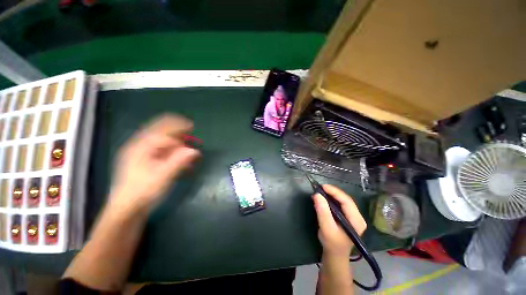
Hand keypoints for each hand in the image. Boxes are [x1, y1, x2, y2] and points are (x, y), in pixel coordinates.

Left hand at [110, 114, 199, 214]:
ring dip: (173, 137)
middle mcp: (139, 147)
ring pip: (158, 138)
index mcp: (140, 148)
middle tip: (189, 128)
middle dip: (175, 128)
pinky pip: (158, 148)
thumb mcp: (162, 177)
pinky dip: (170, 147)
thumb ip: (179, 162)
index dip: (178, 130)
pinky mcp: (143, 161)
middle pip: (158, 130)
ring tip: (185, 139)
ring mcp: (140, 154)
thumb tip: (195, 151)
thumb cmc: (143, 193)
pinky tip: (177, 152)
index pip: (162, 133)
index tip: (192, 128)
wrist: (126, 210)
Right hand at [313, 185, 366, 257]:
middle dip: (332, 192)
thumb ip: (323, 211)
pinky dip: (330, 199)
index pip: (347, 201)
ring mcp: (352, 216)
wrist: (334, 255)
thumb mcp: (326, 228)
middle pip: (345, 199)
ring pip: (342, 200)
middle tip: (319, 188)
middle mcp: (357, 216)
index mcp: (357, 221)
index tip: (322, 187)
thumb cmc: (331, 243)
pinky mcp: (346, 216)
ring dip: (330, 195)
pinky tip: (323, 198)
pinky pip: (339, 203)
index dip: (334, 191)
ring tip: (319, 192)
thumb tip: (317, 194)